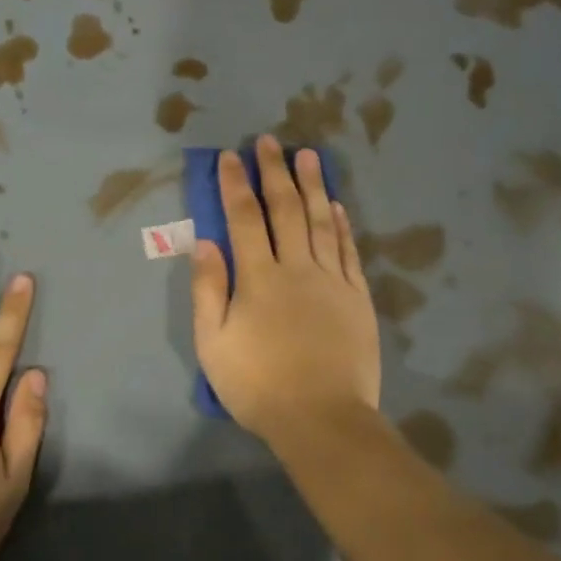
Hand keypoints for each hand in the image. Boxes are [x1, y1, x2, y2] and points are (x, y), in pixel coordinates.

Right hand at [191, 136, 380, 445]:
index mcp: (258, 279)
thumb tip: (204, 242)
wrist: (322, 418)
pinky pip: (348, 251)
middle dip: (274, 173)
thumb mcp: (213, 344)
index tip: (231, 156)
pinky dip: (341, 224)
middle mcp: (296, 268)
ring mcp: (332, 281)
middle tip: (270, 141)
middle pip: (285, 210)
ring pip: (321, 222)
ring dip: (313, 186)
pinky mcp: (357, 298)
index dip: (236, 184)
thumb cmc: (258, 385)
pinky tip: (336, 205)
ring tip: (308, 155)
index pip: (243, 219)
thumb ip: (208, 290)